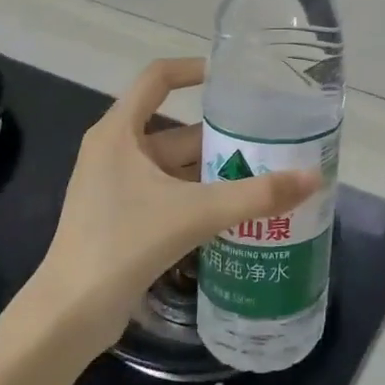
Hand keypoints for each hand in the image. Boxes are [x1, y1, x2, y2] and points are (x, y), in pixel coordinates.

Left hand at [8, 58, 320, 351]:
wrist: (70, 314)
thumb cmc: (124, 243)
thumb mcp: (195, 213)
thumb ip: (255, 195)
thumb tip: (313, 178)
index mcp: (118, 133)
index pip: (157, 78)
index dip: (194, 70)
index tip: (234, 78)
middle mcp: (115, 152)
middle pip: (175, 129)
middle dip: (221, 135)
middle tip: (268, 139)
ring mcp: (116, 187)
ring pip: (175, 166)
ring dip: (214, 170)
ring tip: (263, 174)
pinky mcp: (123, 218)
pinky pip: (169, 194)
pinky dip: (200, 196)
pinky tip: (235, 211)